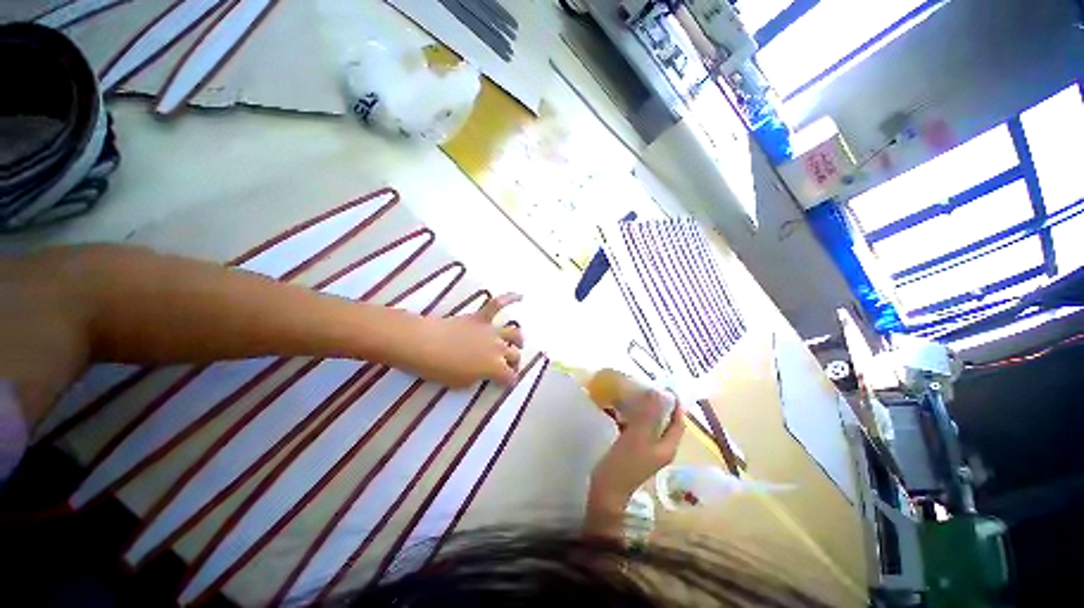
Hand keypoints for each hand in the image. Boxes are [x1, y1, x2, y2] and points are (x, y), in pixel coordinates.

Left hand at [397, 293, 523, 386]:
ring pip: (513, 333)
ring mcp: (491, 331)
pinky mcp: (480, 317)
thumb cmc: (440, 368)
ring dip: (518, 339)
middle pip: (514, 355)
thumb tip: (482, 373)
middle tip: (509, 366)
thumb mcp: (461, 383)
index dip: (510, 381)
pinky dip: (510, 298)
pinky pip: (497, 304)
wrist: (424, 344)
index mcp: (494, 367)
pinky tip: (521, 296)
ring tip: (518, 343)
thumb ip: (477, 378)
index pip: (510, 376)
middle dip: (515, 362)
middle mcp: (498, 348)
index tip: (507, 383)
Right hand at [590, 392, 683, 505]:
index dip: (675, 405)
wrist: (606, 491)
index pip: (678, 422)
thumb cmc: (625, 463)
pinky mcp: (632, 450)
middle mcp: (660, 448)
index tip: (666, 386)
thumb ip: (649, 414)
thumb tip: (659, 392)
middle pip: (664, 422)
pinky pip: (636, 429)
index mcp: (667, 446)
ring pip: (649, 424)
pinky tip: (619, 409)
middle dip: (657, 404)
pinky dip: (631, 417)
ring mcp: (646, 450)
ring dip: (643, 410)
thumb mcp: (638, 436)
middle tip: (645, 386)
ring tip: (632, 393)